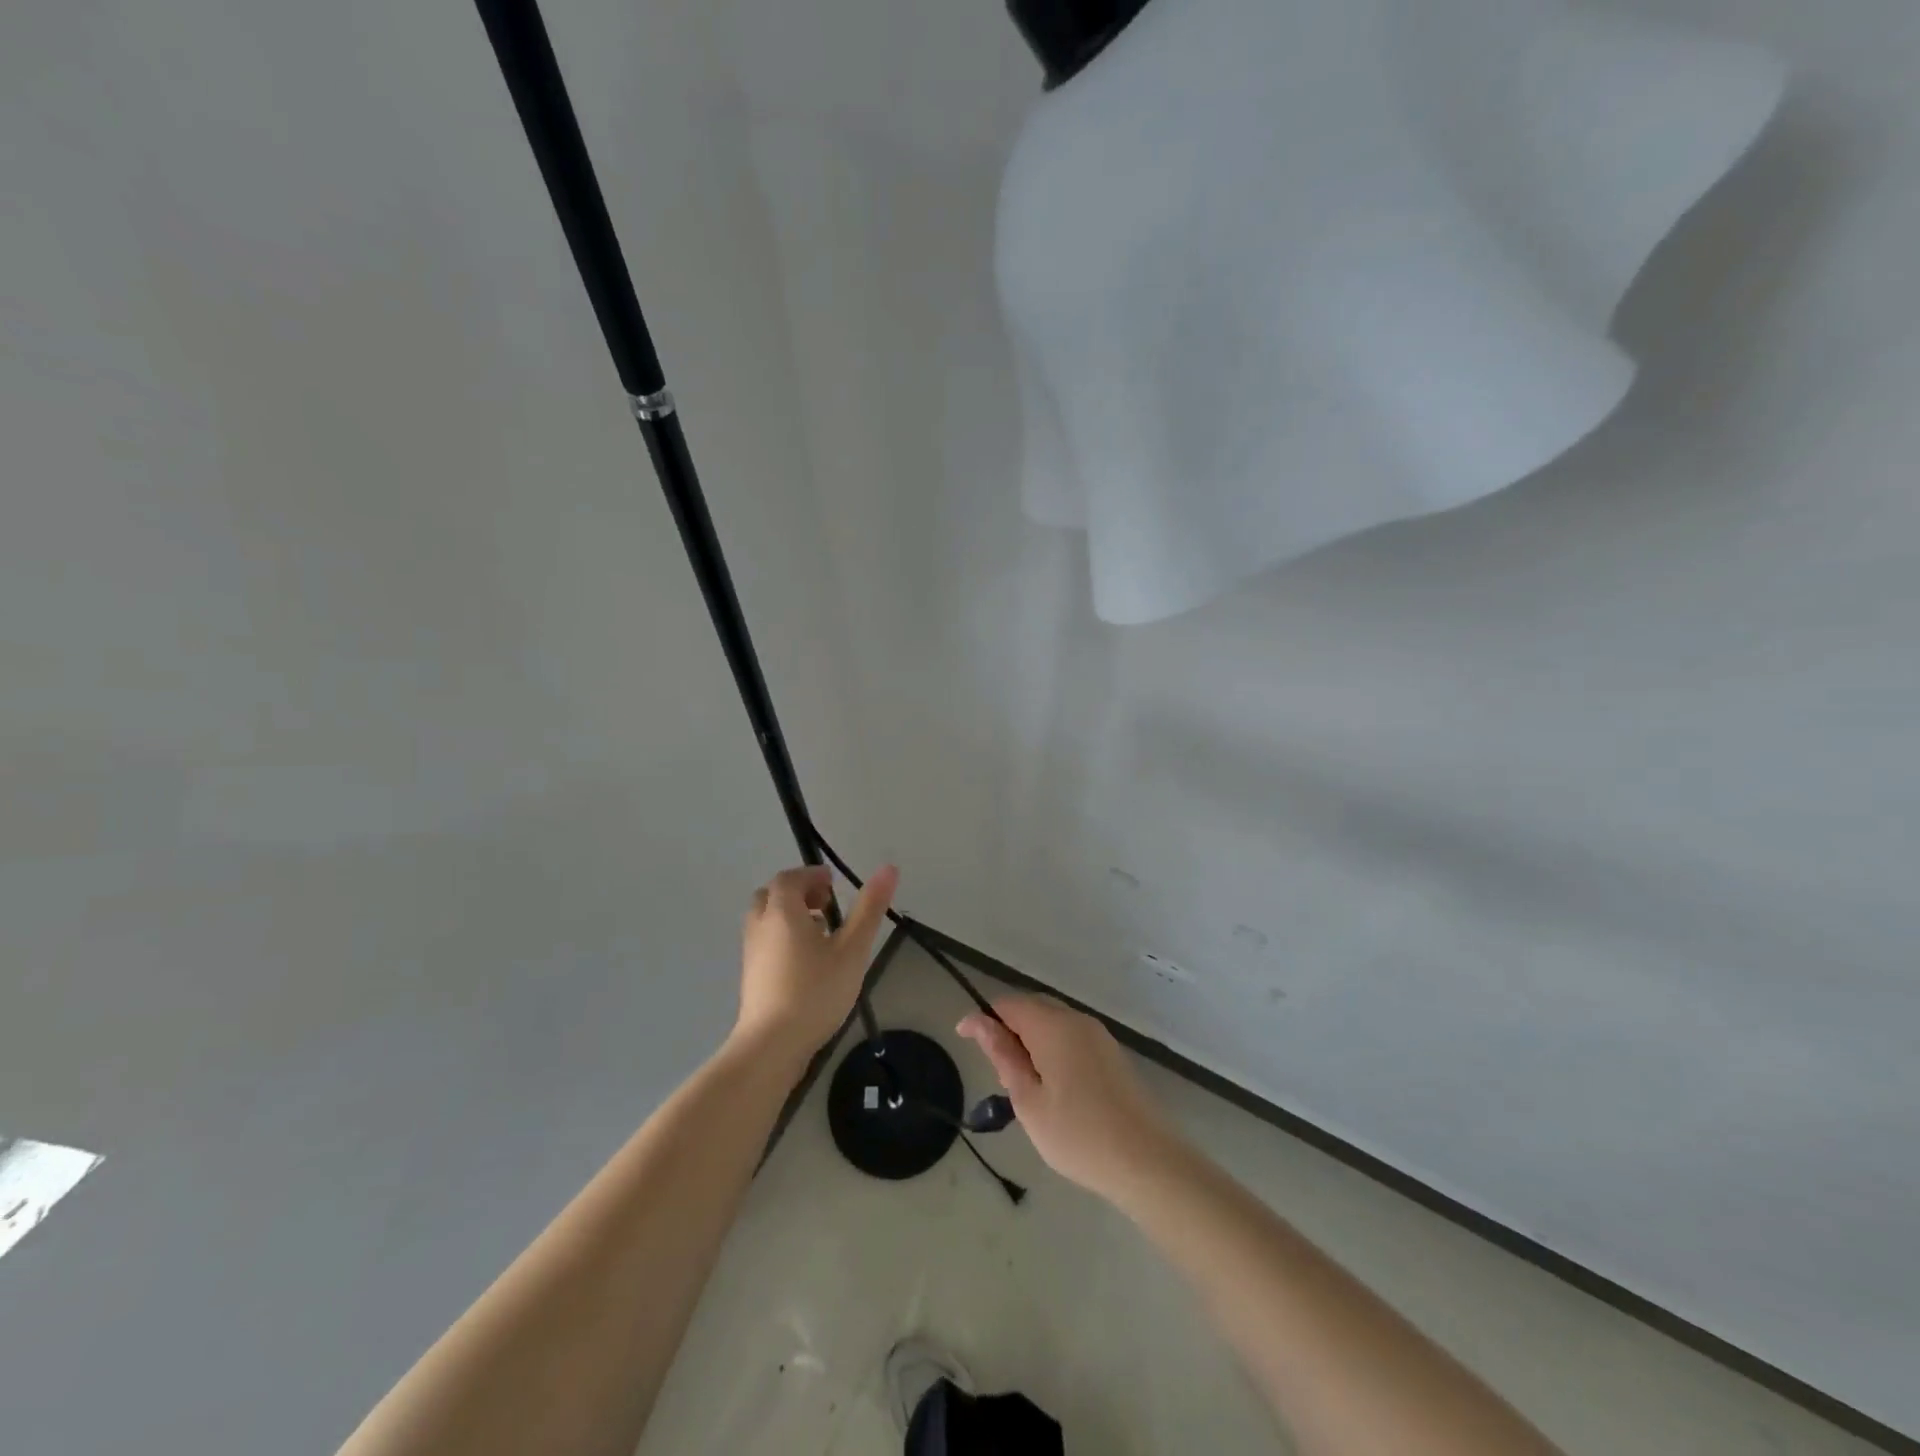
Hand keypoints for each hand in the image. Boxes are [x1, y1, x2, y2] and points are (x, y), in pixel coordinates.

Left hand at [734, 864, 896, 1062]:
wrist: (771, 1045)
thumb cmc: (815, 991)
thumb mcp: (852, 949)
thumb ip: (869, 909)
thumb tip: (888, 868)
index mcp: (782, 912)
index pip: (790, 878)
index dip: (811, 875)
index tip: (834, 883)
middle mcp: (761, 925)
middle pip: (772, 894)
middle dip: (798, 892)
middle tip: (826, 904)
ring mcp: (751, 952)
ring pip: (766, 918)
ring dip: (789, 914)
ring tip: (820, 931)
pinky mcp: (750, 975)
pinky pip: (765, 940)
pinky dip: (782, 935)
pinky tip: (806, 960)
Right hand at [958, 995, 1179, 1203]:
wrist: (1147, 1161)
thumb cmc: (1078, 1135)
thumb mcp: (1028, 1100)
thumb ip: (1003, 1055)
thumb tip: (978, 1022)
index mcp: (1053, 1025)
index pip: (1008, 1004)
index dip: (983, 1018)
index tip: (963, 1040)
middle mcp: (1077, 1020)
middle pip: (1032, 1008)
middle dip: (1008, 1029)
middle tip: (997, 1072)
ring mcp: (1099, 1035)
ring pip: (1053, 1023)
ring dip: (1031, 1041)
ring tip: (1024, 1086)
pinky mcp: (1112, 1054)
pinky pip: (1072, 1037)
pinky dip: (1053, 1050)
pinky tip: (1054, 1088)